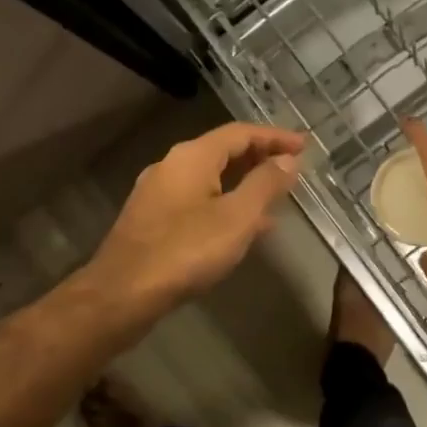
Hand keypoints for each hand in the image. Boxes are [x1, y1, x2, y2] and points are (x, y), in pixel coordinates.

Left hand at [86, 122, 306, 316]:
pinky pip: (197, 200)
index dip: (275, 137)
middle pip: (222, 151)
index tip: (304, 146)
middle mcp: (171, 166)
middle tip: (292, 168)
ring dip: (243, 183)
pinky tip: (242, 228)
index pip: (240, 133)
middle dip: (259, 157)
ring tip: (275, 197)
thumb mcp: (237, 217)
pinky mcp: (152, 220)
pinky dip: (225, 204)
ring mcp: (157, 194)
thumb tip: (288, 161)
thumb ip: (265, 185)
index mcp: (192, 157)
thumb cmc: (185, 251)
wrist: (122, 294)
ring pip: (209, 178)